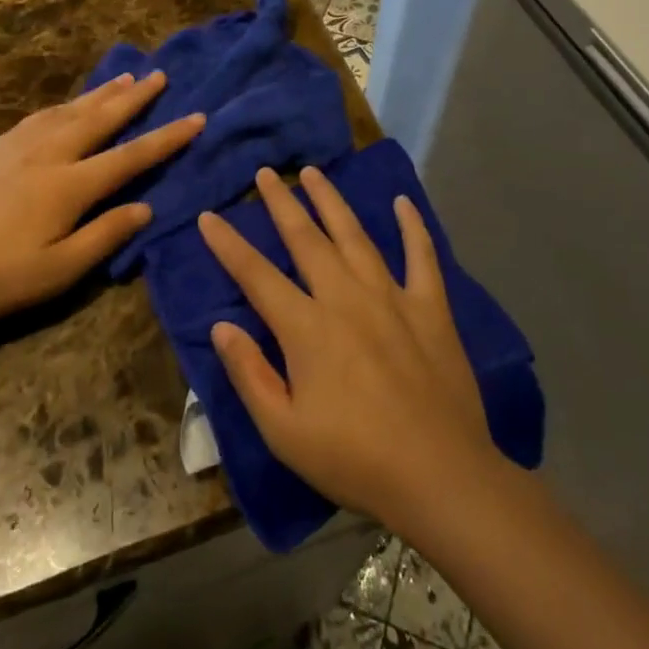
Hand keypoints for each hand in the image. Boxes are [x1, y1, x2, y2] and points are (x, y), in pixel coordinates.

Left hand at [0, 70, 203, 327]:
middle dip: (134, 97)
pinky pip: (40, 115)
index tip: (198, 117)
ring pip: (70, 110)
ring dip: (101, 93)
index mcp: (69, 186)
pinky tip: (68, 104)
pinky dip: (65, 103)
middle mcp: (48, 154)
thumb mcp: (57, 272)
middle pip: (100, 118)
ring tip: (125, 77)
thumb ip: (104, 236)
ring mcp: (17, 148)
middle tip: (160, 75)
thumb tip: (145, 208)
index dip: (167, 138)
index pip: (131, 156)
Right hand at [199, 165, 496, 533]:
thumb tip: (221, 325)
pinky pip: (422, 256)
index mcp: (307, 328)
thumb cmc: (355, 459)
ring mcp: (392, 297)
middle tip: (264, 173)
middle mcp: (346, 298)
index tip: (208, 216)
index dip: (228, 244)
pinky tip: (403, 203)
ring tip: (314, 172)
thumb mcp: (285, 431)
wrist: (441, 476)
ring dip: (331, 201)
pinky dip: (412, 227)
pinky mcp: (431, 307)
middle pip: (306, 239)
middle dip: (281, 203)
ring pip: (355, 235)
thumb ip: (250, 374)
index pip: (256, 275)